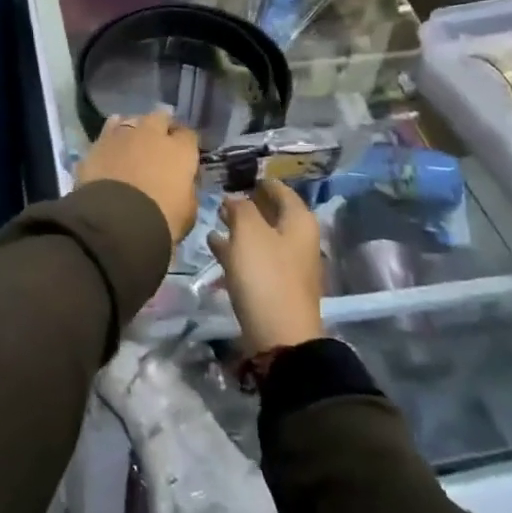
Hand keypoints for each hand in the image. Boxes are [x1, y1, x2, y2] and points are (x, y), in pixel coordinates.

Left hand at [76, 112, 199, 246]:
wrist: (116, 221)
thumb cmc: (161, 219)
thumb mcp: (188, 212)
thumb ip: (187, 190)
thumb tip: (183, 184)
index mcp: (180, 150)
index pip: (188, 135)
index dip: (186, 144)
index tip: (183, 157)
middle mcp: (152, 133)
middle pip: (160, 117)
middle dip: (161, 126)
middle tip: (158, 144)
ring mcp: (122, 135)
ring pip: (131, 119)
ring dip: (134, 128)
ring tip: (131, 142)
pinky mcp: (97, 143)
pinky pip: (108, 132)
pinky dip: (111, 139)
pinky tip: (110, 149)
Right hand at [209, 180, 324, 352]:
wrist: (279, 337)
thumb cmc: (266, 275)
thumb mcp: (248, 232)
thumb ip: (240, 207)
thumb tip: (235, 199)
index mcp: (299, 221)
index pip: (278, 188)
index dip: (257, 180)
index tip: (232, 175)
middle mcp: (298, 239)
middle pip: (271, 212)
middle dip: (246, 204)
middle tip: (219, 197)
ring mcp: (287, 265)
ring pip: (261, 236)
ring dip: (239, 227)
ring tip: (213, 219)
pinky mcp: (274, 286)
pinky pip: (254, 259)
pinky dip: (237, 250)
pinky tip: (215, 246)